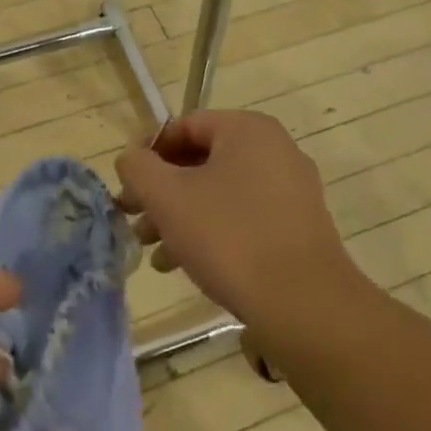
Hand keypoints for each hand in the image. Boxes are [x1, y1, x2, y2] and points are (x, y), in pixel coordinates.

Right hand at [115, 110, 364, 334]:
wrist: (304, 305)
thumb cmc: (229, 237)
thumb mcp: (168, 197)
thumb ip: (138, 168)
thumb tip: (131, 159)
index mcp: (247, 129)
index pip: (184, 126)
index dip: (148, 153)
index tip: (126, 185)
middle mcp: (275, 149)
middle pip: (201, 161)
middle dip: (162, 191)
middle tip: (134, 220)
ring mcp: (291, 189)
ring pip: (221, 191)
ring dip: (182, 216)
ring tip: (154, 252)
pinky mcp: (298, 225)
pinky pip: (244, 215)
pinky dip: (212, 230)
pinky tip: (186, 264)